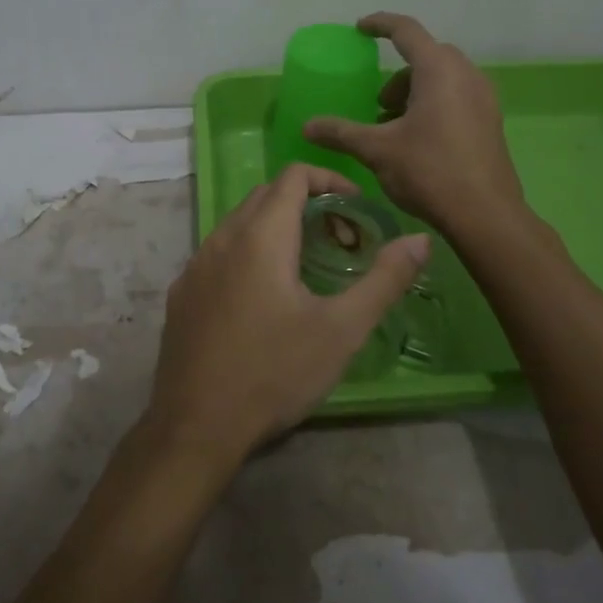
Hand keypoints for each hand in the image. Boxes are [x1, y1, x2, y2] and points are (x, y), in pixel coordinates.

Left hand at [145, 163, 429, 465]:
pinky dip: (247, 252)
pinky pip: (218, 252)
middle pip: (265, 195)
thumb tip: (420, 239)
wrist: (196, 426)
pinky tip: (262, 296)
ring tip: (305, 265)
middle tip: (339, 239)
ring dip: (274, 227)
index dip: (328, 179)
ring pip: (239, 223)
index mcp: (260, 236)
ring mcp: (195, 264)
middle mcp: (222, 238)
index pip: (293, 176)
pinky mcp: (182, 292)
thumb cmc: (274, 373)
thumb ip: (384, 280)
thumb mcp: (341, 330)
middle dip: (305, 203)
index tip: (356, 207)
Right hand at [303, 12, 524, 230]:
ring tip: (394, 126)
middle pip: (427, 56)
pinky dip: (433, 103)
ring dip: (415, 90)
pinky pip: (457, 95)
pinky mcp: (490, 120)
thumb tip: (307, 126)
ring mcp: (483, 98)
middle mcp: (466, 75)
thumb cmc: (429, 171)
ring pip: (444, 77)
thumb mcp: (377, 150)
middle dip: (397, 73)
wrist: (485, 215)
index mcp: (438, 70)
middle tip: (378, 102)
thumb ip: (341, 132)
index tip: (360, 28)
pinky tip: (418, 139)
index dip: (380, 24)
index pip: (406, 31)